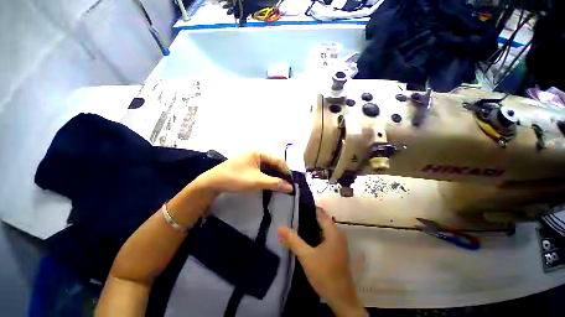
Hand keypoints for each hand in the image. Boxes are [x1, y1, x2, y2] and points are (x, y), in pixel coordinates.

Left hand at [196, 151, 293, 193]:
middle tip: (287, 185)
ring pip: (267, 168)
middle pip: (273, 164)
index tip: (292, 182)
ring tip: (280, 186)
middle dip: (280, 174)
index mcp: (258, 153)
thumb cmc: (235, 178)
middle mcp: (256, 154)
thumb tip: (291, 187)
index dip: (286, 171)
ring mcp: (251, 160)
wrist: (212, 183)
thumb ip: (275, 183)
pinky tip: (270, 183)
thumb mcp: (257, 181)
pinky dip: (267, 177)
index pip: (278, 161)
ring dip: (274, 176)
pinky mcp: (247, 167)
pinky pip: (261, 171)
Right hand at [278, 208, 366, 316]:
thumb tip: (280, 227)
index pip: (319, 212)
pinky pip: (323, 236)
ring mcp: (337, 242)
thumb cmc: (325, 275)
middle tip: (292, 215)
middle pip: (320, 219)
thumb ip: (293, 240)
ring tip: (295, 223)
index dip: (308, 207)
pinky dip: (314, 234)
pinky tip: (303, 236)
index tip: (295, 205)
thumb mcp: (306, 256)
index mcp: (333, 231)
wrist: (340, 298)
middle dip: (307, 217)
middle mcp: (337, 233)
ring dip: (310, 226)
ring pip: (321, 228)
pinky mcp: (335, 249)